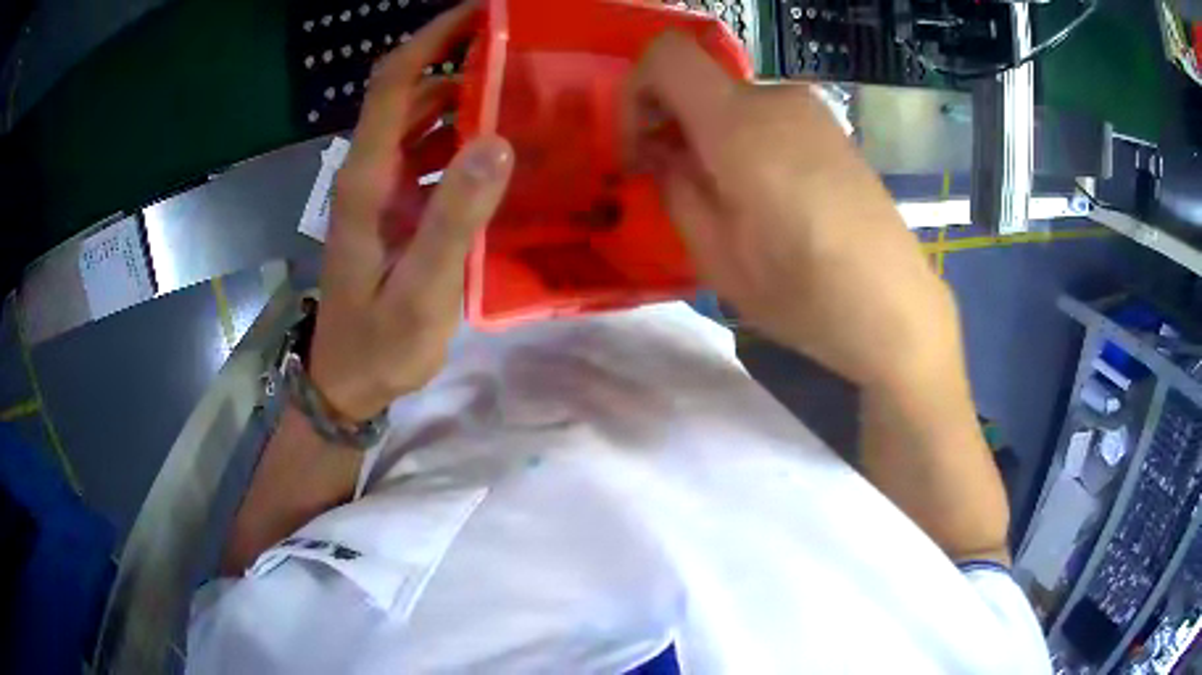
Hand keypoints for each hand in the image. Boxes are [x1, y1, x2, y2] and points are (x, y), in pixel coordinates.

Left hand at [309, 4, 513, 420]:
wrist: (349, 381)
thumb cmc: (380, 342)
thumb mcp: (422, 288)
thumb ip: (455, 217)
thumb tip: (498, 141)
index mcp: (367, 178)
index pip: (392, 83)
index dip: (431, 39)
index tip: (481, 13)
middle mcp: (371, 171)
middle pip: (408, 94)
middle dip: (458, 62)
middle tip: (520, 53)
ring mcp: (383, 190)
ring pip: (421, 123)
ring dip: (464, 101)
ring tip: (522, 94)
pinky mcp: (396, 209)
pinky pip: (430, 157)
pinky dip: (463, 141)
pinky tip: (501, 150)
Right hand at [623, 33, 961, 394]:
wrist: (895, 308)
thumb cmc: (803, 292)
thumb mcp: (716, 255)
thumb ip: (675, 187)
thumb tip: (661, 151)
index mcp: (739, 123)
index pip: (667, 55)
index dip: (637, 89)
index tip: (640, 146)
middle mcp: (777, 99)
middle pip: (701, 83)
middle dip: (675, 125)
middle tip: (678, 186)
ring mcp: (813, 112)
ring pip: (735, 104)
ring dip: (713, 138)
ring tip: (728, 201)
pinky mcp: (834, 131)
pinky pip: (770, 119)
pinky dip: (748, 143)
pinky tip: (768, 197)